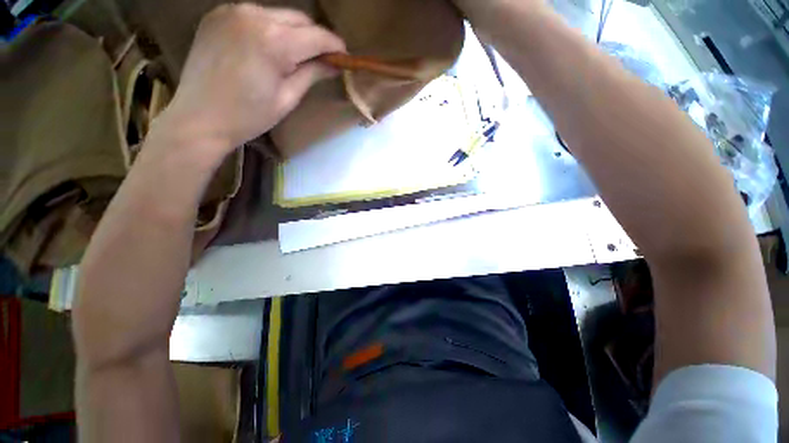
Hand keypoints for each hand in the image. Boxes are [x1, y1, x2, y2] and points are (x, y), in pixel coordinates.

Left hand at [161, 4, 345, 156]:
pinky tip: (266, 48)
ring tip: (292, 56)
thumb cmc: (248, 116)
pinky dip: (268, 29)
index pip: (316, 35)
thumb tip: (334, 64)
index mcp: (273, 41)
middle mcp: (253, 15)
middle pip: (299, 18)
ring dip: (292, 33)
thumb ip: (312, 74)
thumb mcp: (287, 98)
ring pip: (278, 15)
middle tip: (321, 59)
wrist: (199, 118)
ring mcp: (232, 11)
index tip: (344, 57)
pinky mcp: (218, 14)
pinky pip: (255, 16)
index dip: (335, 45)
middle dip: (314, 37)